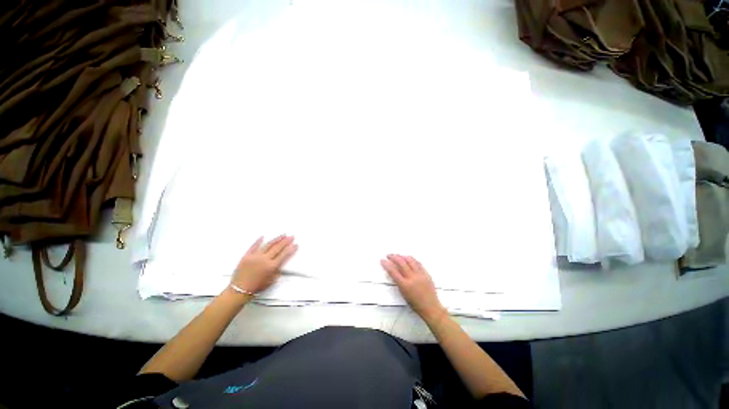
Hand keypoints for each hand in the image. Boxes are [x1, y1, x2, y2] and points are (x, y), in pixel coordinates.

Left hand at [231, 235, 297, 293]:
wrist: (239, 290)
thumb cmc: (257, 287)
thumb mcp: (271, 280)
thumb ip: (277, 271)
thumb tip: (281, 263)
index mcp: (271, 266)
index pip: (284, 255)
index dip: (291, 249)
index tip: (296, 244)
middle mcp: (264, 259)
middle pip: (277, 248)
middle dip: (285, 241)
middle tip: (291, 236)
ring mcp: (255, 256)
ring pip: (268, 245)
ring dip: (276, 239)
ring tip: (282, 235)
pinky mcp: (246, 256)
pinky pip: (253, 246)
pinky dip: (258, 241)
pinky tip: (263, 236)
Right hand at [381, 254, 445, 321]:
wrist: (431, 307)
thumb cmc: (415, 304)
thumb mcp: (403, 294)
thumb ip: (398, 282)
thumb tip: (394, 271)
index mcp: (405, 285)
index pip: (393, 271)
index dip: (386, 264)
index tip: (382, 260)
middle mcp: (412, 278)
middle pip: (401, 263)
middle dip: (393, 257)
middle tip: (389, 255)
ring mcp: (420, 275)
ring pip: (410, 260)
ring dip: (402, 256)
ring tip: (398, 256)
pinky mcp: (426, 274)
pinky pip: (418, 263)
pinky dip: (412, 259)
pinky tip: (408, 258)